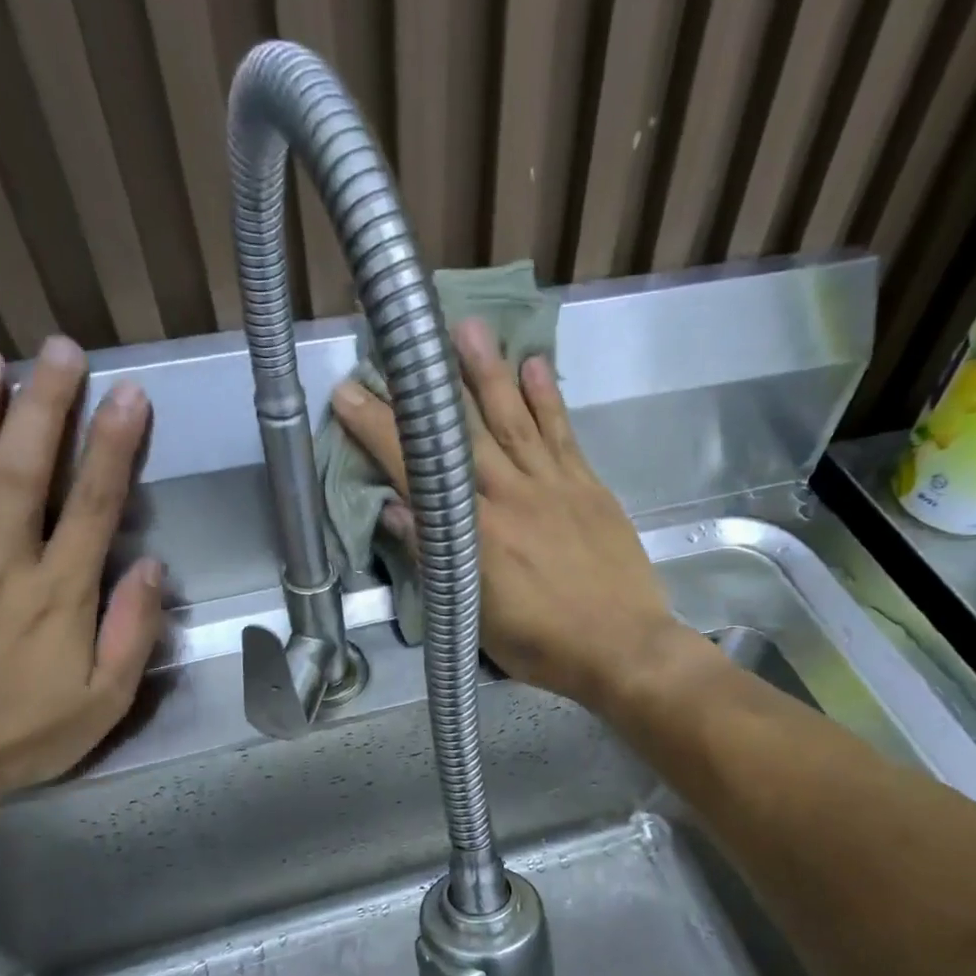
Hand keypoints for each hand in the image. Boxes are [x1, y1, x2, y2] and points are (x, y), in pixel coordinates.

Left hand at [0, 337, 162, 798]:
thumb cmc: (26, 734)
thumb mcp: (105, 701)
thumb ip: (132, 633)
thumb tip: (153, 568)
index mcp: (61, 594)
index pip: (95, 505)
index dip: (114, 447)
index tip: (129, 397)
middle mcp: (5, 562)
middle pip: (26, 469)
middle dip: (45, 405)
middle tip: (60, 349)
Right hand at [330, 318, 687, 713]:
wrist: (625, 647)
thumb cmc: (546, 646)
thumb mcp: (478, 619)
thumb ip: (438, 561)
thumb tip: (396, 511)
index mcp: (477, 536)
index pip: (419, 472)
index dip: (379, 431)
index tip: (350, 394)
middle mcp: (512, 498)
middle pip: (462, 436)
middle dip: (426, 390)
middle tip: (402, 343)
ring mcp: (554, 487)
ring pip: (515, 420)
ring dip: (489, 373)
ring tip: (468, 327)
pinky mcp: (589, 488)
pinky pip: (564, 435)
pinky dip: (547, 399)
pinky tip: (534, 365)